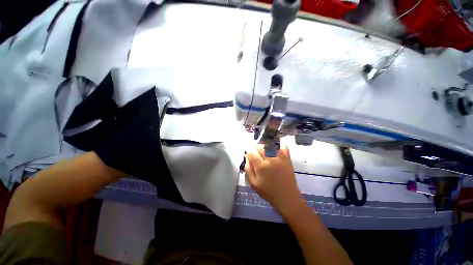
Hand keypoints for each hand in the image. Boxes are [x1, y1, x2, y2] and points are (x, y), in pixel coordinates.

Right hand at [245, 144, 302, 215]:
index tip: (249, 156)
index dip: (249, 153)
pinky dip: (279, 145)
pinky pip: (283, 147)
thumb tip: (247, 158)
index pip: (252, 152)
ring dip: (265, 145)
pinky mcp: (287, 159)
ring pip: (270, 145)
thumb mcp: (253, 184)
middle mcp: (270, 159)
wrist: (287, 197)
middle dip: (255, 148)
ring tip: (264, 150)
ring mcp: (280, 158)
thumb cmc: (268, 192)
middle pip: (260, 146)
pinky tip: (275, 147)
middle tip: (256, 153)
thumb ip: (248, 169)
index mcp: (261, 166)